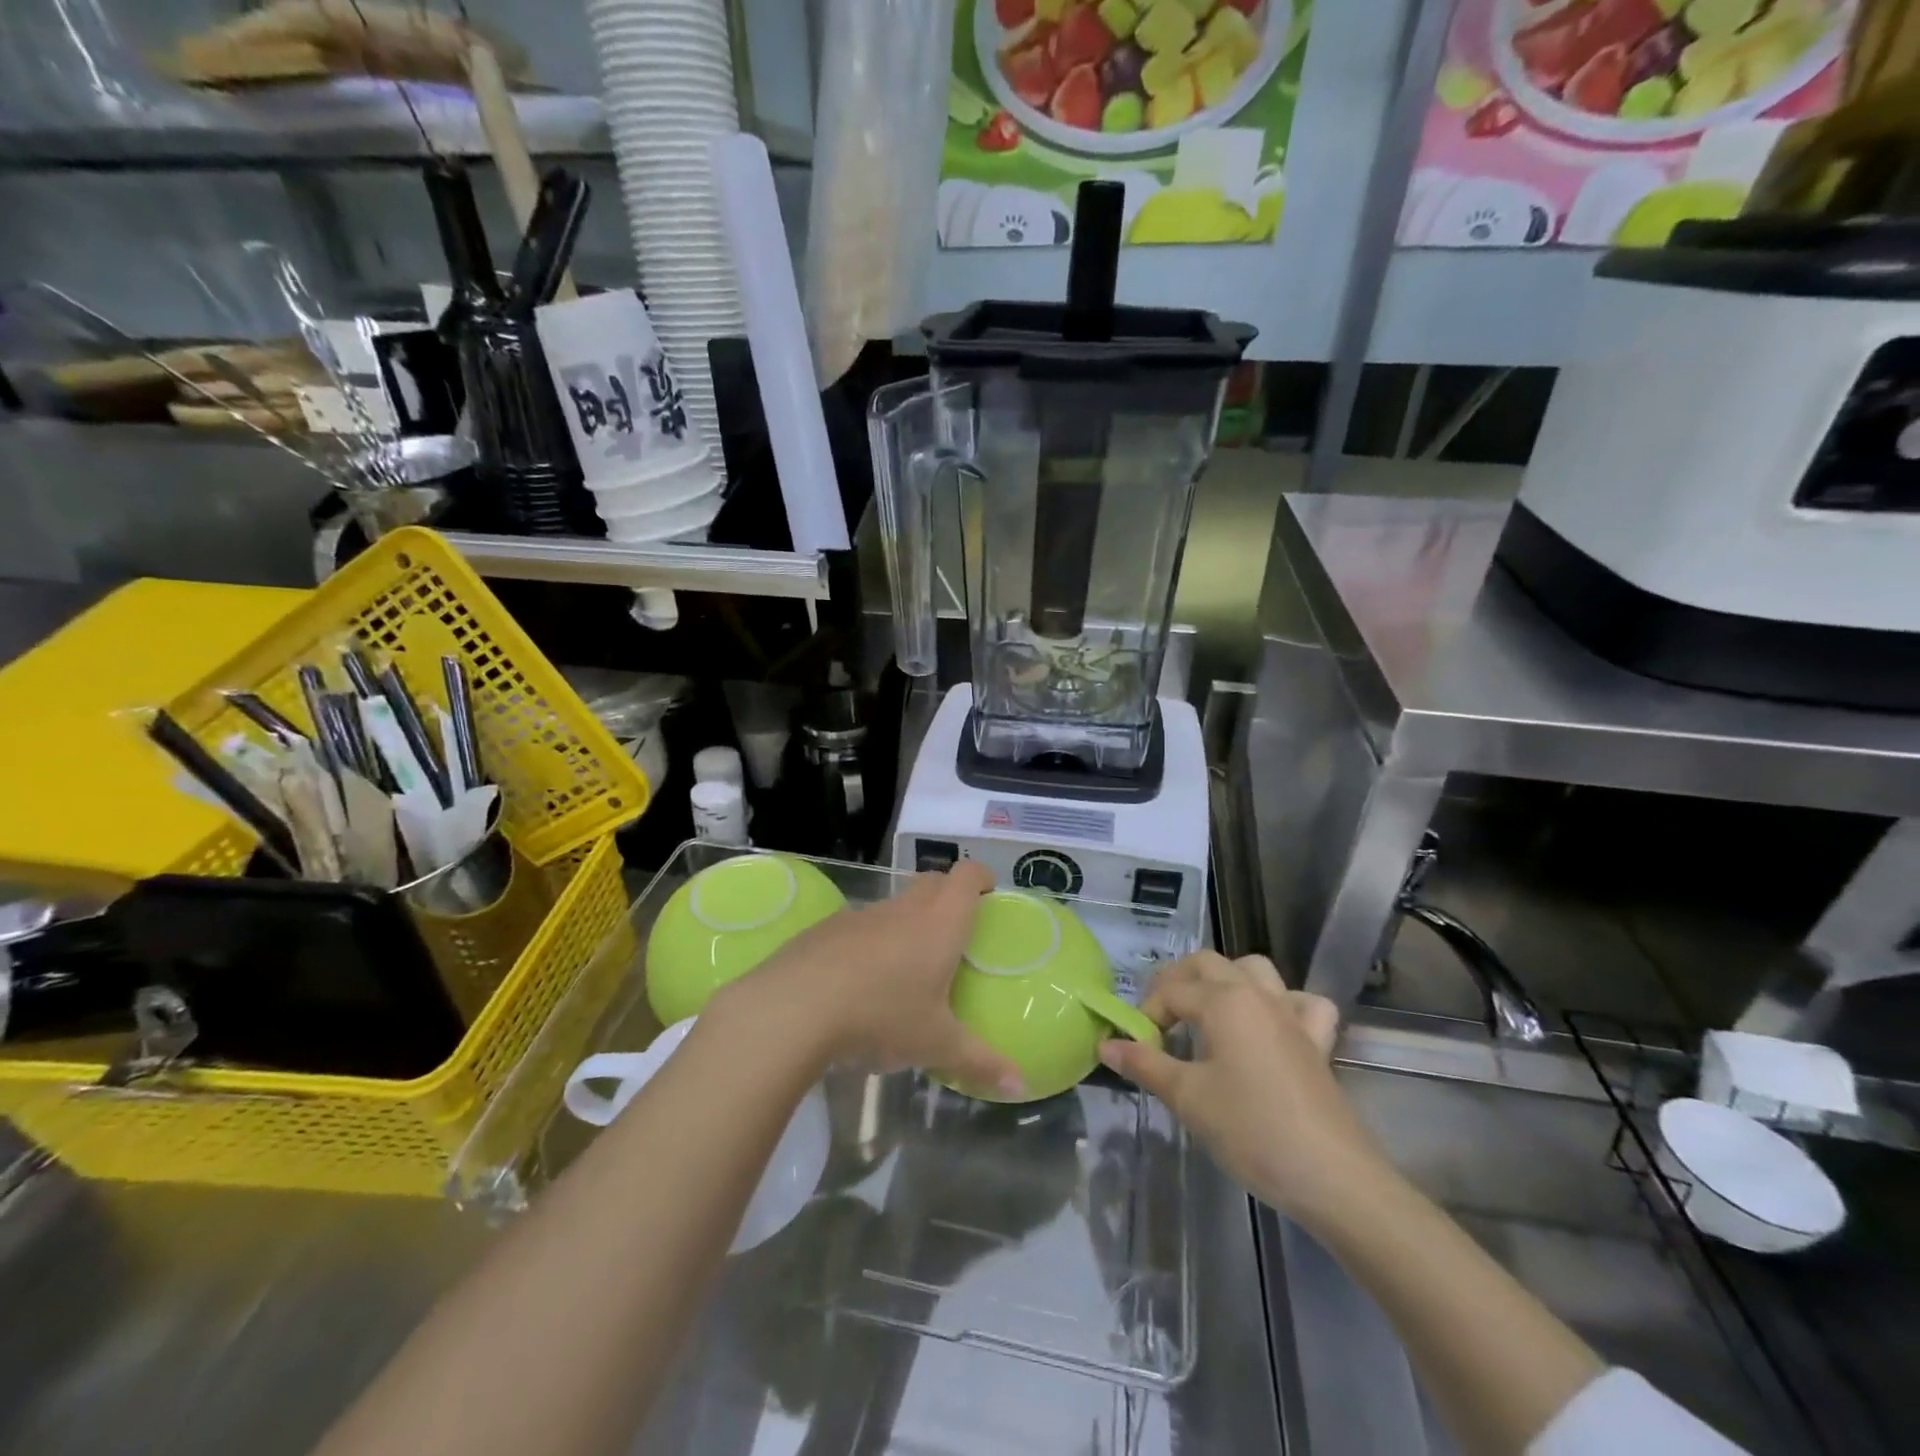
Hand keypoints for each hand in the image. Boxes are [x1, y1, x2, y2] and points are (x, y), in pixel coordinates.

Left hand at [722, 862, 1024, 1098]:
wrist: (795, 1006)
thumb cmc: (882, 1015)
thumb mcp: (936, 1044)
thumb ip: (980, 1061)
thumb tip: (1021, 1085)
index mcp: (939, 923)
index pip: (967, 876)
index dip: (982, 878)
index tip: (989, 895)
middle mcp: (904, 909)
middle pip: (933, 882)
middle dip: (949, 896)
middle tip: (956, 933)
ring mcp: (862, 914)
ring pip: (895, 905)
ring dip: (907, 922)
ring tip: (908, 966)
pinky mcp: (827, 929)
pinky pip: (860, 926)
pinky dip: (870, 942)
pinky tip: (860, 982)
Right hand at [1098, 952, 1384, 1218]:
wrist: (1334, 1177)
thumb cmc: (1252, 1131)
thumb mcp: (1188, 1098)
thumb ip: (1145, 1064)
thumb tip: (1106, 1044)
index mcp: (1224, 1000)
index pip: (1170, 991)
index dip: (1146, 1016)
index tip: (1137, 1049)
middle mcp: (1257, 994)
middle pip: (1207, 964)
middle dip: (1176, 983)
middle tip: (1161, 1022)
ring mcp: (1292, 1014)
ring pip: (1253, 970)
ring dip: (1225, 981)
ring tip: (1207, 1014)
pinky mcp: (1318, 1041)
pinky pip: (1301, 1002)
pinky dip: (1283, 1004)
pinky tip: (1270, 1027)